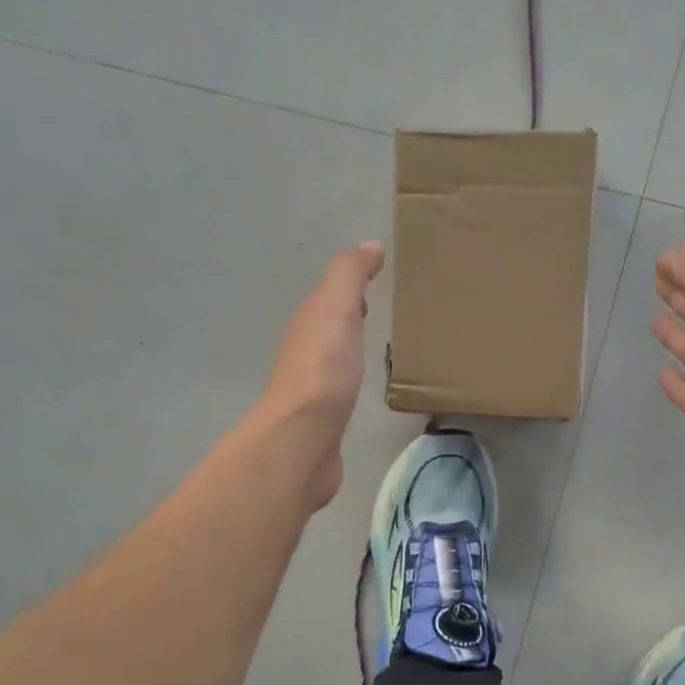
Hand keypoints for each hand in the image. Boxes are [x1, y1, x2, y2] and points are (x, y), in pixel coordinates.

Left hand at [257, 241, 385, 508]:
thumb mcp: (335, 309)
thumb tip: (370, 245)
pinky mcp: (324, 421)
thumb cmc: (323, 370)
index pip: (330, 298)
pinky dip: (351, 382)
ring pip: (333, 359)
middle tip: (381, 312)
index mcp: (309, 324)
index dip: (350, 288)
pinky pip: (340, 391)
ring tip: (378, 349)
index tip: (378, 281)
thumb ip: (349, 276)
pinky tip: (365, 389)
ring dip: (349, 350)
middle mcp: (305, 353)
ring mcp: (313, 390)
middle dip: (350, 318)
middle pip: (329, 328)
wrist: (302, 439)